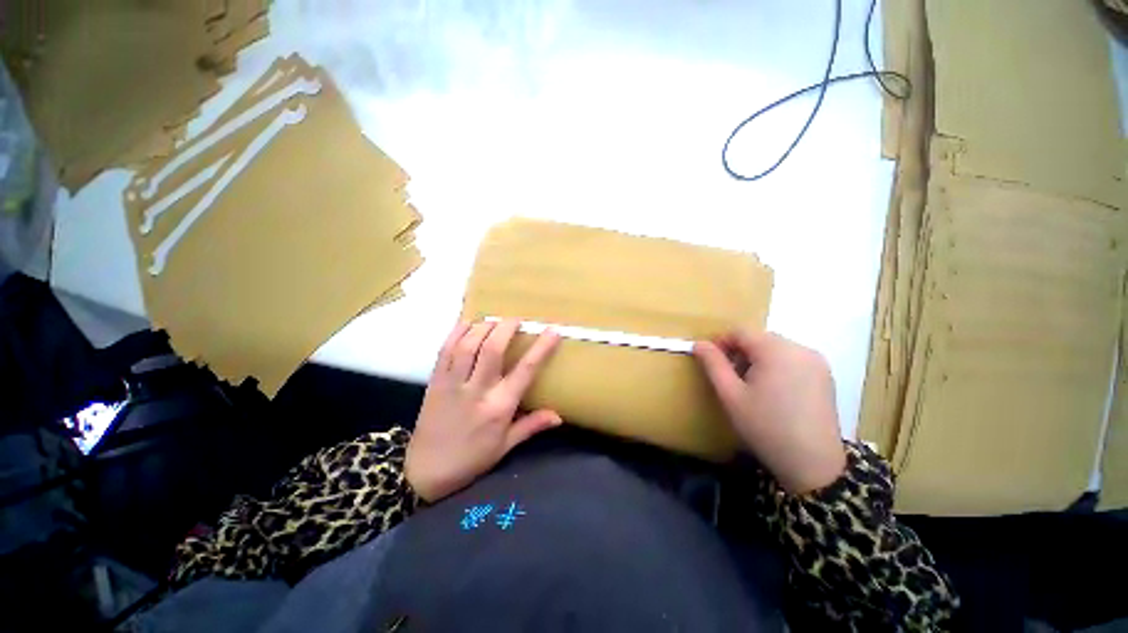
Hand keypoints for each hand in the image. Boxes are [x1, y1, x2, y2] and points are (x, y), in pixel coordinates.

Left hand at [405, 319, 562, 501]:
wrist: (425, 471)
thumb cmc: (471, 459)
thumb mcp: (505, 446)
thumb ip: (532, 426)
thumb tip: (559, 416)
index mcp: (499, 407)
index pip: (525, 370)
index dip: (541, 347)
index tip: (552, 330)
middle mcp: (477, 390)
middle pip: (492, 349)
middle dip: (506, 327)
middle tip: (516, 319)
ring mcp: (453, 383)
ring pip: (467, 345)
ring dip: (483, 327)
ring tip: (494, 320)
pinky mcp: (435, 381)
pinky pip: (444, 350)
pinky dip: (456, 332)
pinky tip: (467, 323)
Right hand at [694, 331, 845, 493]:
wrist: (813, 465)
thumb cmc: (765, 427)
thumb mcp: (730, 395)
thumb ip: (713, 364)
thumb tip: (698, 343)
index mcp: (776, 350)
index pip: (740, 331)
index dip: (720, 342)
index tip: (710, 362)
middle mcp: (800, 349)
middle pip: (759, 339)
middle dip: (739, 352)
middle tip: (729, 377)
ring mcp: (817, 362)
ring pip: (776, 349)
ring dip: (757, 360)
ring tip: (750, 386)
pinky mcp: (825, 376)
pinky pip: (792, 360)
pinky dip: (776, 367)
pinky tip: (772, 392)